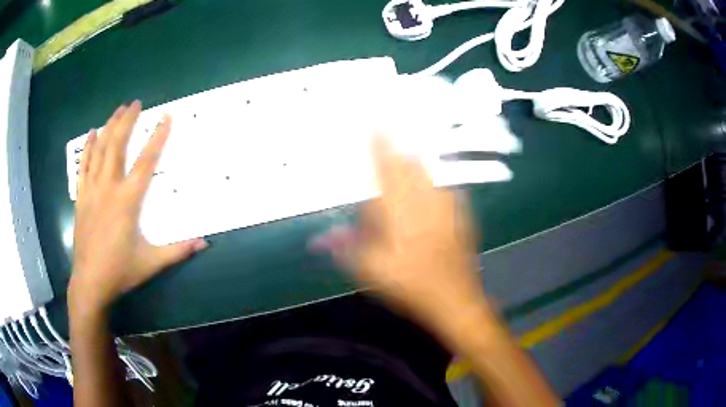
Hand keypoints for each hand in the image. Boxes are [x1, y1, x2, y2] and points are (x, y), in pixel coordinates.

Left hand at [70, 101, 206, 311]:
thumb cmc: (120, 271)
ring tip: (118, 110)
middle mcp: (108, 188)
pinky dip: (88, 147)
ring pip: (99, 150)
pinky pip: (83, 166)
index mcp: (127, 201)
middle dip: (127, 121)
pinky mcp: (81, 197)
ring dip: (109, 127)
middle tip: (135, 103)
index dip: (157, 137)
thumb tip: (205, 243)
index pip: (146, 162)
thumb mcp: (151, 263)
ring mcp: (92, 191)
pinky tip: (92, 134)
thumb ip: (178, 251)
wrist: (90, 282)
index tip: (166, 117)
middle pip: (117, 146)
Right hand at [333, 136, 492, 342]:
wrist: (454, 298)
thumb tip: (318, 238)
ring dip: (414, 163)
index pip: (386, 168)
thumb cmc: (410, 285)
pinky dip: (433, 181)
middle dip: (398, 151)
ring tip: (406, 158)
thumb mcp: (371, 270)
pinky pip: (445, 187)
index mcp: (400, 210)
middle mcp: (425, 199)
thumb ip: (345, 248)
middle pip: (410, 164)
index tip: (374, 126)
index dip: (380, 145)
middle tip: (389, 140)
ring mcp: (447, 205)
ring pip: (428, 173)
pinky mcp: (461, 214)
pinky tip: (430, 186)